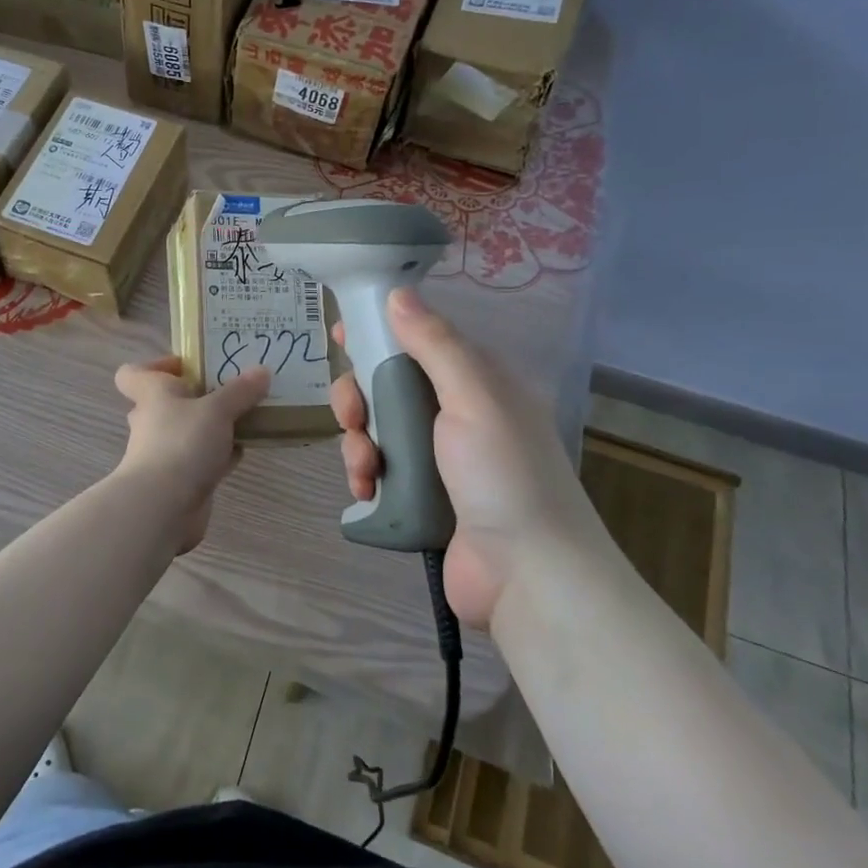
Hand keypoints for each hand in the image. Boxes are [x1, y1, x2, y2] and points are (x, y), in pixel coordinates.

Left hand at [113, 357, 270, 550]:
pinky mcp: (178, 481)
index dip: (154, 367)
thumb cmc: (182, 443)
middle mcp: (151, 422)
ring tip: (245, 417)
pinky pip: (200, 459)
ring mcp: (163, 453)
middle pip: (165, 402)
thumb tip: (262, 370)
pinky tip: (243, 451)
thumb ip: (240, 391)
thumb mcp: (217, 410)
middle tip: (228, 390)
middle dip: (195, 397)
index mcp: (152, 395)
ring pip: (186, 432)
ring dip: (210, 427)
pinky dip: (219, 455)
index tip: (187, 366)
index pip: (132, 374)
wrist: (163, 507)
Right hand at [331, 290, 598, 624]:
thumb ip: (434, 344)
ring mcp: (436, 459)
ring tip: (363, 466)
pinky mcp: (418, 496)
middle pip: (387, 385)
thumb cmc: (503, 473)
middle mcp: (455, 414)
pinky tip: (365, 490)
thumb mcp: (473, 397)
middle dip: (358, 396)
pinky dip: (363, 475)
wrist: (526, 573)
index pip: (418, 340)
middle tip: (351, 413)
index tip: (340, 336)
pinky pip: (377, 470)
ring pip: (375, 429)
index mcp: (475, 382)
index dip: (378, 333)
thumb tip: (397, 293)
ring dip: (356, 441)